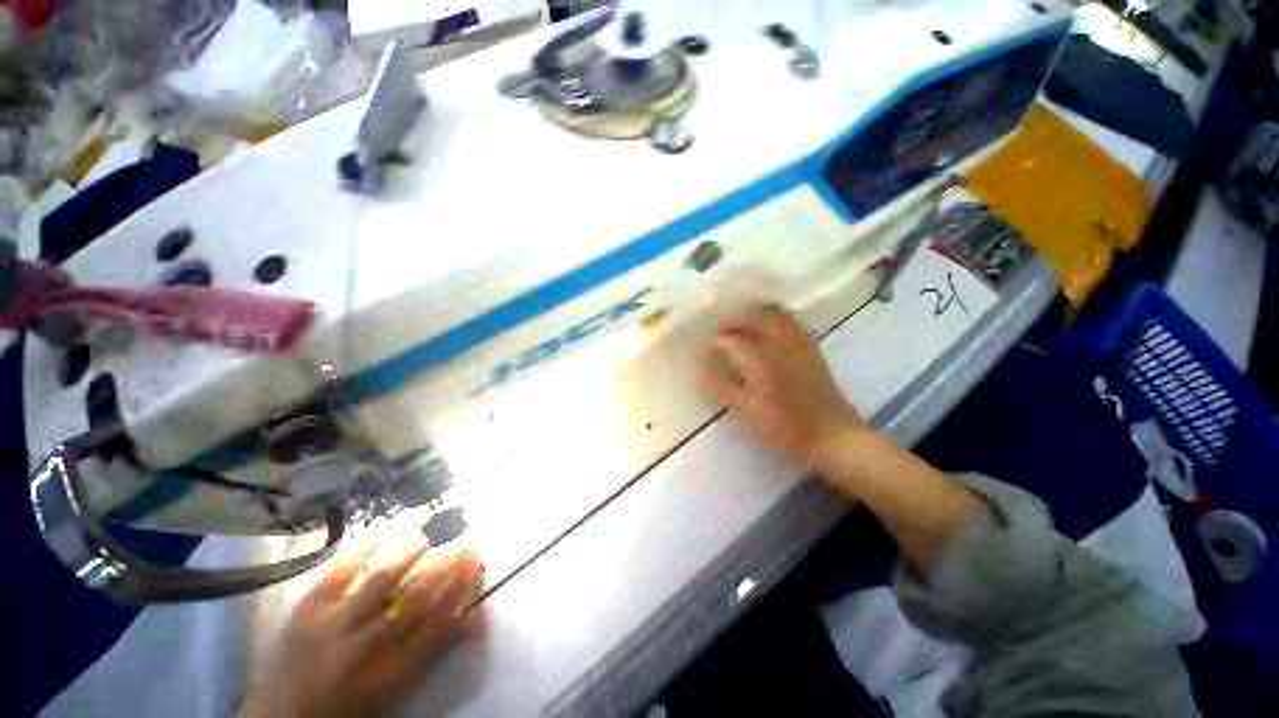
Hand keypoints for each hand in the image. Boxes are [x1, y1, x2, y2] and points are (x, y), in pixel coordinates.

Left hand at [239, 542, 483, 717]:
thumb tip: (457, 624)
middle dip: (440, 575)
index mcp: (392, 675)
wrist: (287, 712)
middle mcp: (366, 648)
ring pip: (375, 587)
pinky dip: (353, 557)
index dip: (457, 599)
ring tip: (422, 537)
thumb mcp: (390, 696)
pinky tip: (370, 540)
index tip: (474, 572)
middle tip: (462, 547)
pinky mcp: (305, 611)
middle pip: (410, 606)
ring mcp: (332, 625)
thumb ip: (420, 661)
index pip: (434, 631)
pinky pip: (332, 579)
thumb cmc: (345, 712)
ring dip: (402, 560)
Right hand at [701, 307, 866, 470]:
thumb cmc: (789, 430)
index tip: (705, 353)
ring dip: (752, 316)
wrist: (833, 434)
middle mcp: (780, 341)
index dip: (714, 343)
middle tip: (716, 335)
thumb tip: (705, 365)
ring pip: (771, 314)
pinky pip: (788, 320)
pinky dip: (771, 318)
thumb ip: (723, 387)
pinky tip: (765, 331)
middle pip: (751, 317)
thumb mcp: (749, 414)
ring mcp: (799, 341)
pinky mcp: (811, 346)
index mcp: (762, 358)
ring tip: (738, 329)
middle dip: (731, 322)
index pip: (730, 338)